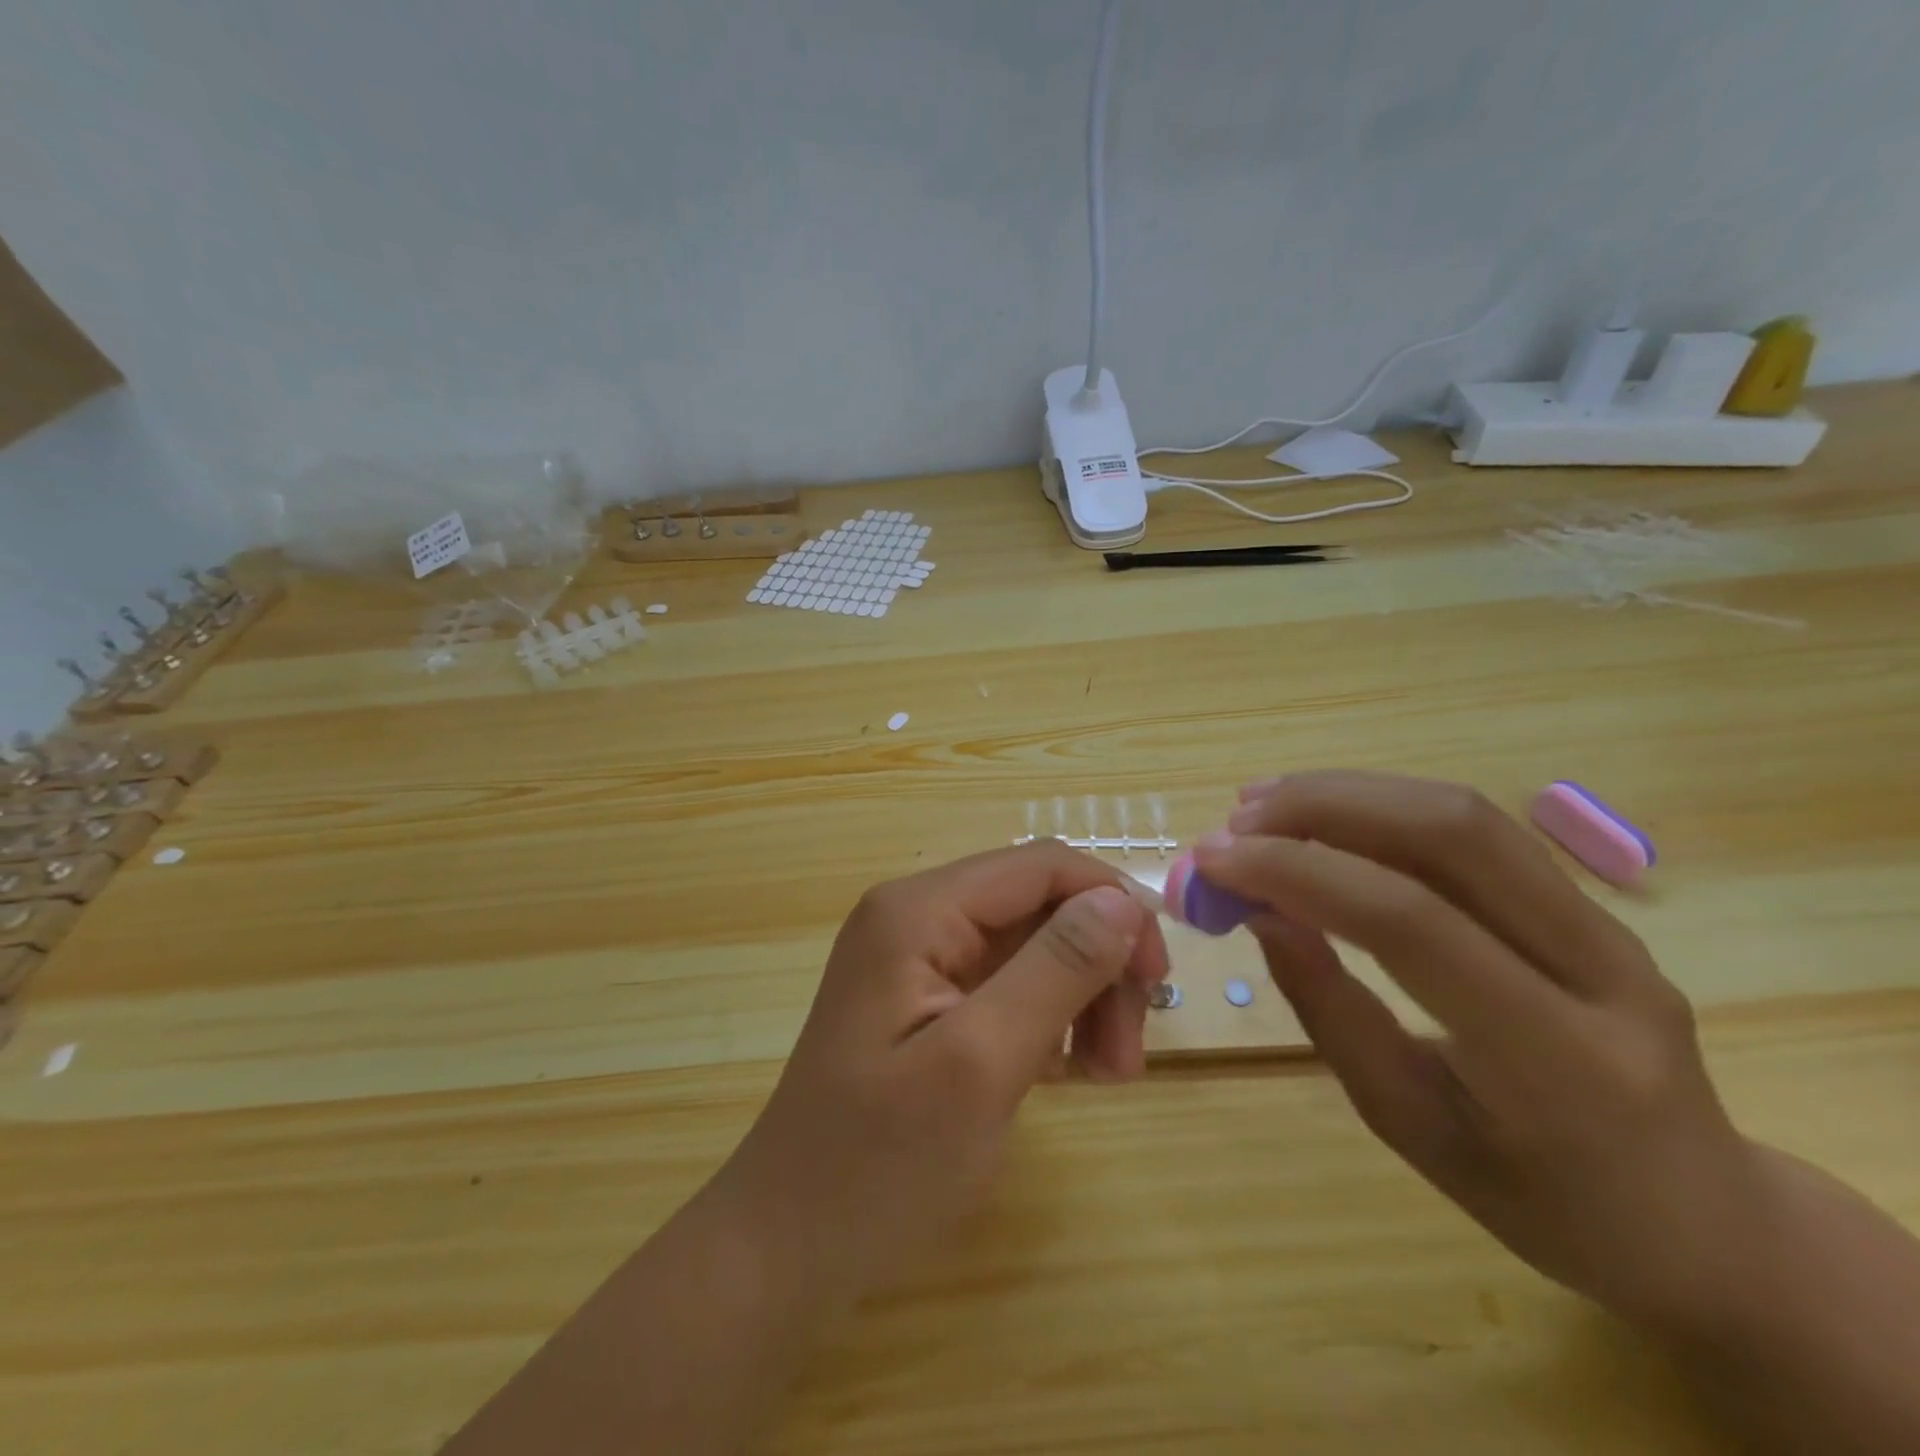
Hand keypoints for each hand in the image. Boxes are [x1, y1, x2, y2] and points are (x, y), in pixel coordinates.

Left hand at [715, 840, 1169, 1303]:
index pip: (1041, 866)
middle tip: (1126, 1055)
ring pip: (1033, 945)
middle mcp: (918, 915)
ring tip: (1105, 1075)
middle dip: (1098, 966)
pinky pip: (1009, 983)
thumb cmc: (879, 1163)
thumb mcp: (981, 1063)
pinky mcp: (927, 997)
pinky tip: (1061, 1072)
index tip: (1158, 979)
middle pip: (1040, 906)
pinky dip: (1050, 1018)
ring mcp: (919, 957)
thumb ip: (1056, 969)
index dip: (1112, 905)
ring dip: (1082, 997)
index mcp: (919, 910)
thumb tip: (1122, 899)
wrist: (789, 1245)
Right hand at [1196, 771, 1768, 1337]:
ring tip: (1260, 805)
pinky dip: (1384, 806)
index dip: (1298, 873)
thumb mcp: (1411, 1127)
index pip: (1411, 924)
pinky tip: (1323, 813)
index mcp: (1558, 1061)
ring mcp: (1609, 927)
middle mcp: (1602, 971)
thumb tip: (1260, 912)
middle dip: (1323, 809)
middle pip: (1451, 836)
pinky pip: (1476, 831)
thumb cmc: (1541, 1201)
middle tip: (1234, 822)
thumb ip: (1331, 1011)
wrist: (1704, 1217)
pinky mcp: (1590, 904)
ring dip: (1349, 794)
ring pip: (1466, 814)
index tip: (1212, 861)